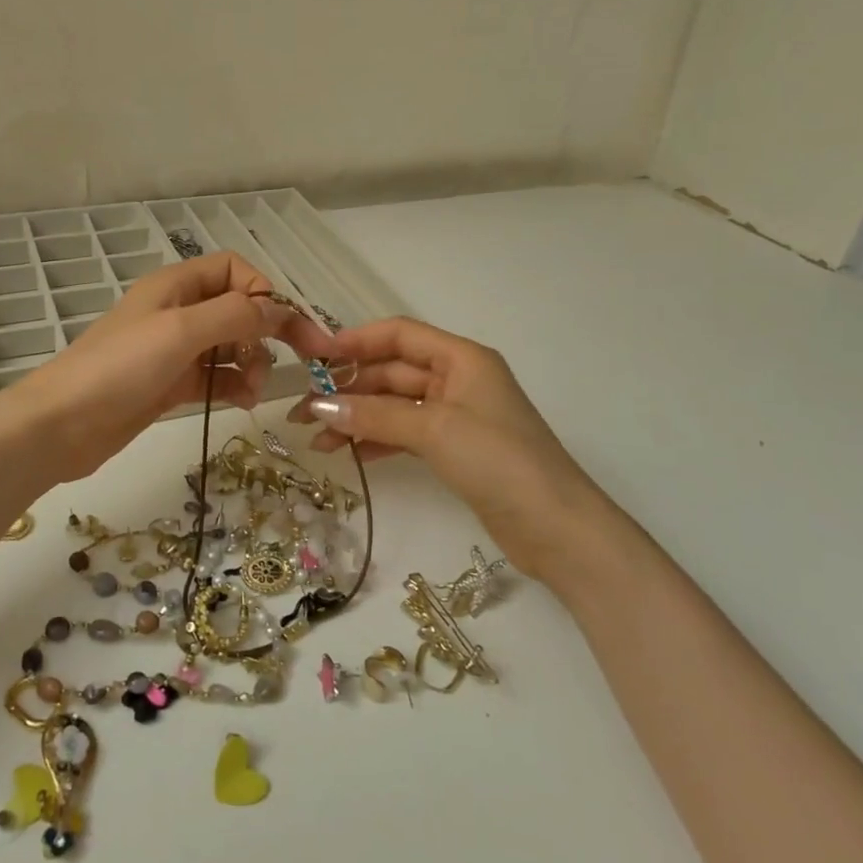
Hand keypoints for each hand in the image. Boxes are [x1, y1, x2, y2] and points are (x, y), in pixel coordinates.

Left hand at [5, 251, 335, 482]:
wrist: (61, 425)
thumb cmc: (120, 368)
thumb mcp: (180, 332)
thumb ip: (234, 315)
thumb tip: (279, 309)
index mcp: (176, 285)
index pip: (233, 270)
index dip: (262, 291)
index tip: (283, 325)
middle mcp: (177, 311)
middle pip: (236, 308)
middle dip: (264, 331)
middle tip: (293, 360)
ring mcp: (173, 350)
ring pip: (229, 346)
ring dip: (251, 362)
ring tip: (254, 388)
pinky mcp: (169, 384)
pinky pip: (214, 377)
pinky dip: (233, 385)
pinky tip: (242, 402)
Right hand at [287, 317, 616, 578]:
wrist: (557, 528)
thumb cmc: (499, 461)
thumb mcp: (434, 429)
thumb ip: (375, 414)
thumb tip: (319, 405)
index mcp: (462, 358)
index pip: (399, 335)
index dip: (356, 340)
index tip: (314, 357)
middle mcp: (458, 380)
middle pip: (393, 371)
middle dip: (349, 388)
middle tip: (305, 411)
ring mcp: (457, 416)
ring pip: (396, 405)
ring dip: (358, 417)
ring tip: (318, 439)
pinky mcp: (456, 449)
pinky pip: (406, 433)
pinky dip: (378, 440)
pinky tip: (351, 454)